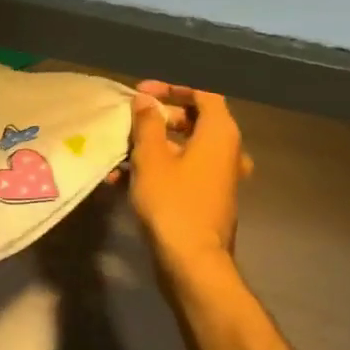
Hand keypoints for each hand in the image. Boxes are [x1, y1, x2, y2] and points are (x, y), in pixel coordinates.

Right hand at [127, 82, 251, 270]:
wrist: (192, 262)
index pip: (204, 92)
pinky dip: (160, 167)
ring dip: (154, 145)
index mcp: (220, 133)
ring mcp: (221, 177)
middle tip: (131, 119)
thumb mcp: (151, 157)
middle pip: (196, 119)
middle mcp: (228, 151)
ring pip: (187, 147)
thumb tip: (145, 100)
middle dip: (160, 117)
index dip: (172, 87)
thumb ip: (147, 123)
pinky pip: (185, 170)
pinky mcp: (209, 198)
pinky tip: (124, 180)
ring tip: (121, 151)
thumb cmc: (172, 202)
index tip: (143, 92)